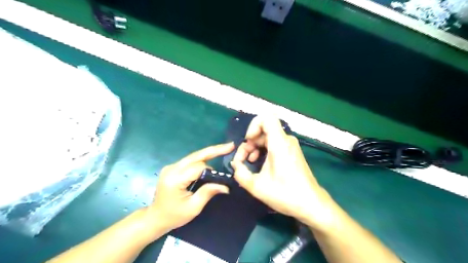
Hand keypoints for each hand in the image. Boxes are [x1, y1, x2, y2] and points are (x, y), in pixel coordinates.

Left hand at [146, 142, 233, 234]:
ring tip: (224, 149)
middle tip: (230, 145)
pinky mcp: (173, 168)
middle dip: (214, 150)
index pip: (198, 168)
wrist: (155, 218)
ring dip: (209, 153)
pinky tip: (212, 157)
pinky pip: (190, 161)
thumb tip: (225, 186)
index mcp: (175, 179)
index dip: (212, 171)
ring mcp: (171, 167)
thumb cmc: (174, 216)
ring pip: (194, 156)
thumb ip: (208, 193)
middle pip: (196, 155)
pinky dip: (202, 159)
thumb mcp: (193, 208)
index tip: (222, 178)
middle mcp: (172, 169)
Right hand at [231, 116, 334, 228]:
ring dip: (255, 147)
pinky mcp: (291, 151)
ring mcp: (290, 145)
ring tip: (248, 162)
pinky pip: (274, 143)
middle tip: (242, 159)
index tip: (247, 141)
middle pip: (264, 129)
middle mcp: (286, 140)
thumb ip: (240, 174)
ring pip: (267, 137)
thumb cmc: (286, 194)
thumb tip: (235, 165)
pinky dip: (263, 150)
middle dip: (249, 142)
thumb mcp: (257, 186)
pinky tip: (258, 163)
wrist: (311, 204)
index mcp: (279, 143)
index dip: (253, 126)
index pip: (266, 118)